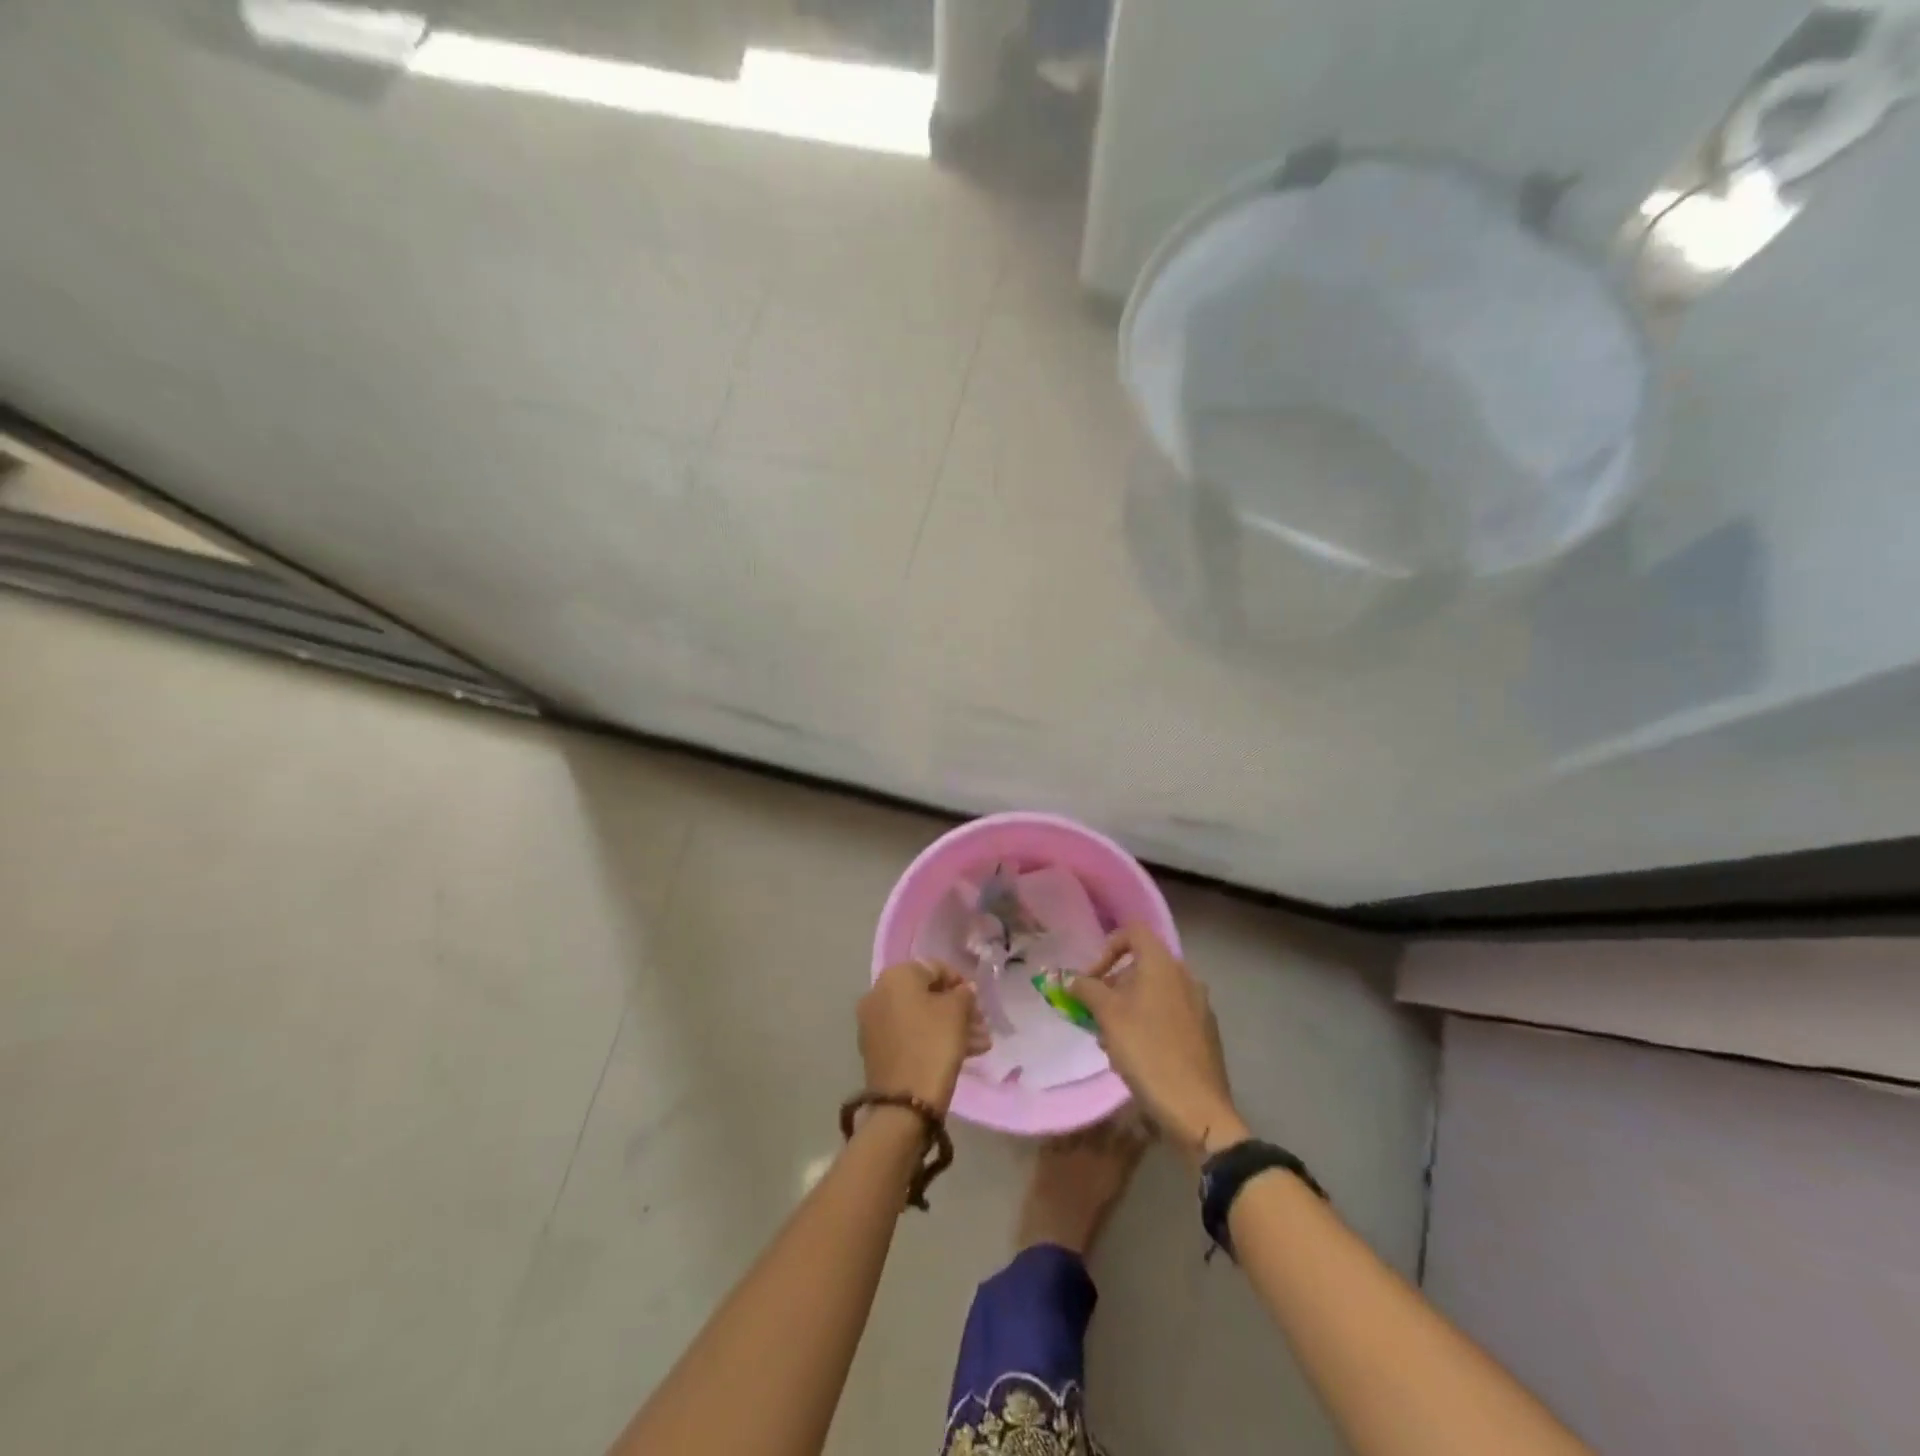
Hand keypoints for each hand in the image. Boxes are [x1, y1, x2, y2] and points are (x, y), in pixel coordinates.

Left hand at [858, 961, 990, 1114]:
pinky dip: (932, 1040)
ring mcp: (874, 1023)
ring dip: (951, 1027)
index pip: (935, 968)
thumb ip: (964, 994)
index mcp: (896, 977)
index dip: (960, 982)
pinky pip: (910, 1035)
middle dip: (957, 1009)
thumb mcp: (957, 1013)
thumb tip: (964, 990)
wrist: (904, 1104)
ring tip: (980, 1045)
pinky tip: (963, 1054)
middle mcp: (879, 994)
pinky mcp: (877, 1050)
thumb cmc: (934, 1045)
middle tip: (981, 1025)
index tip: (978, 1002)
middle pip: (927, 994)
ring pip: (921, 1017)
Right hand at [1071, 927, 1244, 1165]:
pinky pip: (1168, 1015)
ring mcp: (1199, 1006)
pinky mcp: (1204, 1033)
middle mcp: (1185, 977)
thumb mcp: (1107, 1016)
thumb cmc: (1147, 1052)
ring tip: (1109, 1042)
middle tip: (1094, 1014)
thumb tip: (1073, 980)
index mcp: (1163, 965)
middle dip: (1112, 986)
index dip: (1107, 948)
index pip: (1133, 932)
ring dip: (1126, 1009)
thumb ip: (1087, 990)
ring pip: (1153, 994)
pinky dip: (1147, 1024)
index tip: (1091, 979)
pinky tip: (1134, 1057)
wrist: (1197, 1109)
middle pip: (1141, 966)